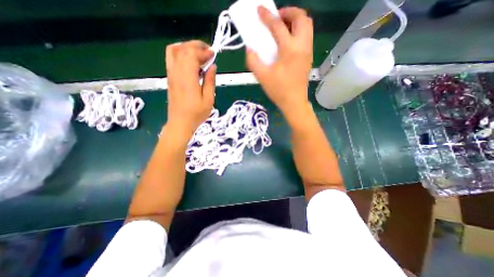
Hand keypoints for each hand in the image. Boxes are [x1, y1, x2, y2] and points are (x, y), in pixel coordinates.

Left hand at [166, 40, 216, 140]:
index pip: (191, 54)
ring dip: (187, 47)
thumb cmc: (196, 114)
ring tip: (199, 54)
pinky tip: (192, 62)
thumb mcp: (209, 99)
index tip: (213, 54)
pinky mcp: (170, 78)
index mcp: (187, 78)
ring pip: (173, 51)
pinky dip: (181, 54)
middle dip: (195, 45)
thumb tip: (212, 66)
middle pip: (182, 49)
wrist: (180, 123)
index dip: (203, 51)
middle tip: (208, 51)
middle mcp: (176, 73)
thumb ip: (210, 81)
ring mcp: (171, 74)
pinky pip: (172, 59)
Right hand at [246, 6, 311, 115]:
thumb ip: (253, 60)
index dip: (267, 16)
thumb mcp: (262, 76)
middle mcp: (302, 46)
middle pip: (302, 18)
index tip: (260, 10)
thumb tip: (250, 49)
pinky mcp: (309, 58)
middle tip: (276, 19)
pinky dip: (298, 31)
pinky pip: (307, 37)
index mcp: (290, 50)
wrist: (294, 102)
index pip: (278, 26)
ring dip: (295, 21)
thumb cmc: (279, 90)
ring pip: (307, 26)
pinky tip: (288, 42)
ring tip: (282, 28)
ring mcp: (308, 52)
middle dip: (288, 12)